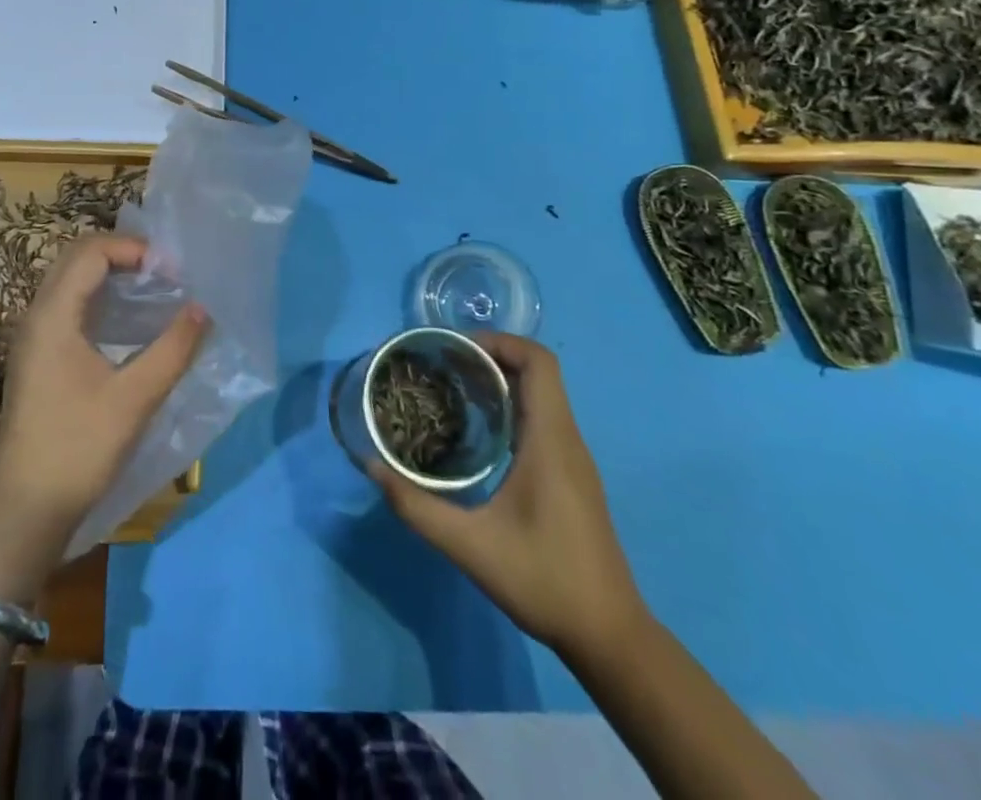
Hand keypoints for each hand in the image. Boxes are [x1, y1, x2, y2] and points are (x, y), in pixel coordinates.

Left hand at [0, 234, 210, 553]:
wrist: (25, 508)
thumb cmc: (78, 448)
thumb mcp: (135, 399)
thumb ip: (173, 349)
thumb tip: (203, 308)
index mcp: (53, 315)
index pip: (91, 252)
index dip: (133, 249)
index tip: (172, 271)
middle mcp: (38, 314)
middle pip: (77, 256)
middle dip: (122, 253)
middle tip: (164, 272)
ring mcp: (34, 335)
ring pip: (70, 279)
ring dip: (110, 272)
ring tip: (153, 288)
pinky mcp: (39, 355)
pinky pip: (68, 304)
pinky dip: (99, 296)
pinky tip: (129, 321)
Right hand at [369, 334, 646, 661]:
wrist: (610, 638)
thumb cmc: (545, 582)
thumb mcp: (470, 546)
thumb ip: (417, 506)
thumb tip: (371, 467)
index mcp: (551, 441)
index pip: (539, 362)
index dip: (500, 341)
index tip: (456, 348)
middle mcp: (567, 440)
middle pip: (537, 372)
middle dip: (490, 357)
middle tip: (443, 365)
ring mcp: (573, 460)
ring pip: (541, 396)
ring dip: (500, 381)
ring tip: (452, 389)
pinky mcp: (572, 477)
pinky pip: (542, 420)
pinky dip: (510, 407)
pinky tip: (477, 433)